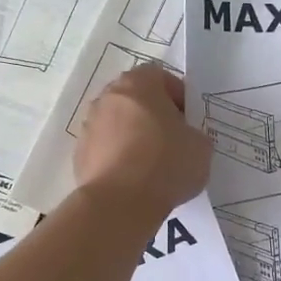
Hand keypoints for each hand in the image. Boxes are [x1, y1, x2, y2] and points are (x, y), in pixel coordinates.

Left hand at [73, 64, 210, 220]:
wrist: (120, 203)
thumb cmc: (165, 164)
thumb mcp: (201, 146)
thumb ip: (194, 133)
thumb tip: (184, 139)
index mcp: (139, 84)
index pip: (161, 76)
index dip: (178, 96)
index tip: (189, 120)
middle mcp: (109, 97)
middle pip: (136, 98)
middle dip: (154, 114)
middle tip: (173, 139)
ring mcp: (90, 125)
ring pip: (118, 123)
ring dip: (134, 135)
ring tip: (152, 163)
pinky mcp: (80, 153)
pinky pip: (106, 148)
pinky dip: (119, 157)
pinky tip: (134, 178)